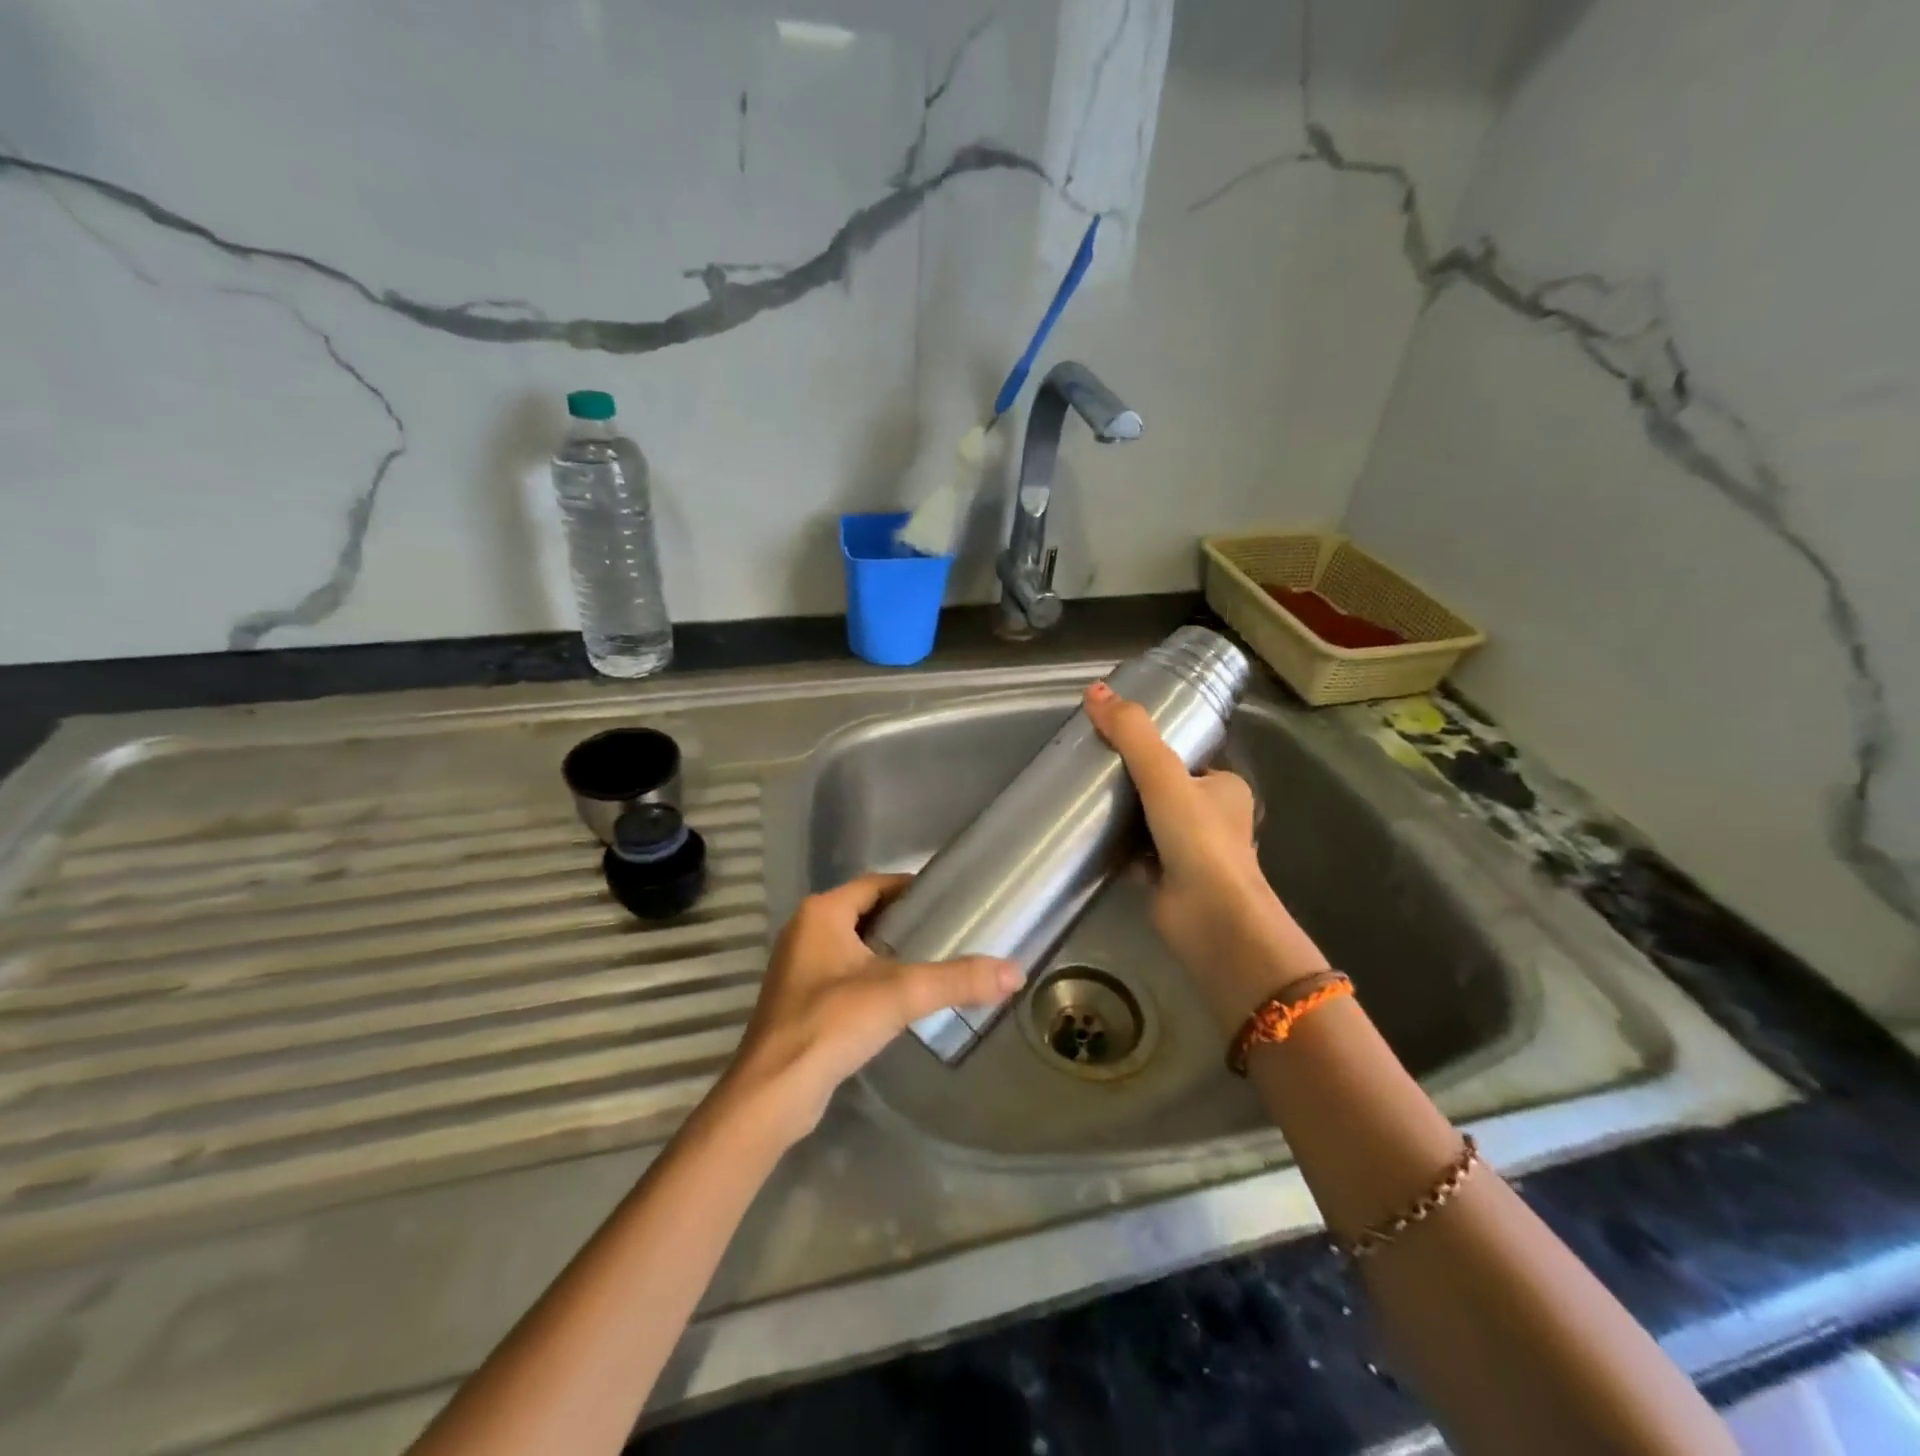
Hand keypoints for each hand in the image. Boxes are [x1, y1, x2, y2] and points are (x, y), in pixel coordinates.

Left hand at [720, 874, 1019, 1145]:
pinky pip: (843, 971)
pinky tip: (899, 996)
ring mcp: (798, 966)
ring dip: (888, 948)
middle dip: (905, 919)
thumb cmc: (831, 1024)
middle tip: (949, 930)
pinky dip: (872, 974)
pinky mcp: (799, 999)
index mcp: (821, 913)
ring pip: (854, 943)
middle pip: (865, 911)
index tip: (950, 899)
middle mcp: (804, 930)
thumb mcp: (901, 994)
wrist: (774, 1092)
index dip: (913, 888)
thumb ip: (958, 980)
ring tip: (933, 960)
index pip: (876, 883)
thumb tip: (1015, 971)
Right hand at [1083, 680, 1329, 1031]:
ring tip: (1083, 799)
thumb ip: (1132, 735)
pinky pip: (1137, 855)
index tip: (1113, 742)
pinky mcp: (1169, 882)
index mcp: (1224, 787)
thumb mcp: (1164, 776)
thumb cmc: (1198, 841)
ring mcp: (1192, 853)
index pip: (1184, 758)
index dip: (1151, 749)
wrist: (1211, 919)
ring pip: (1149, 823)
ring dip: (1122, 816)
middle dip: (1131, 784)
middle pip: (1163, 790)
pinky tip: (1089, 839)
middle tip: (1091, 770)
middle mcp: (1213, 819)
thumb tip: (1094, 691)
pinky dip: (1118, 848)